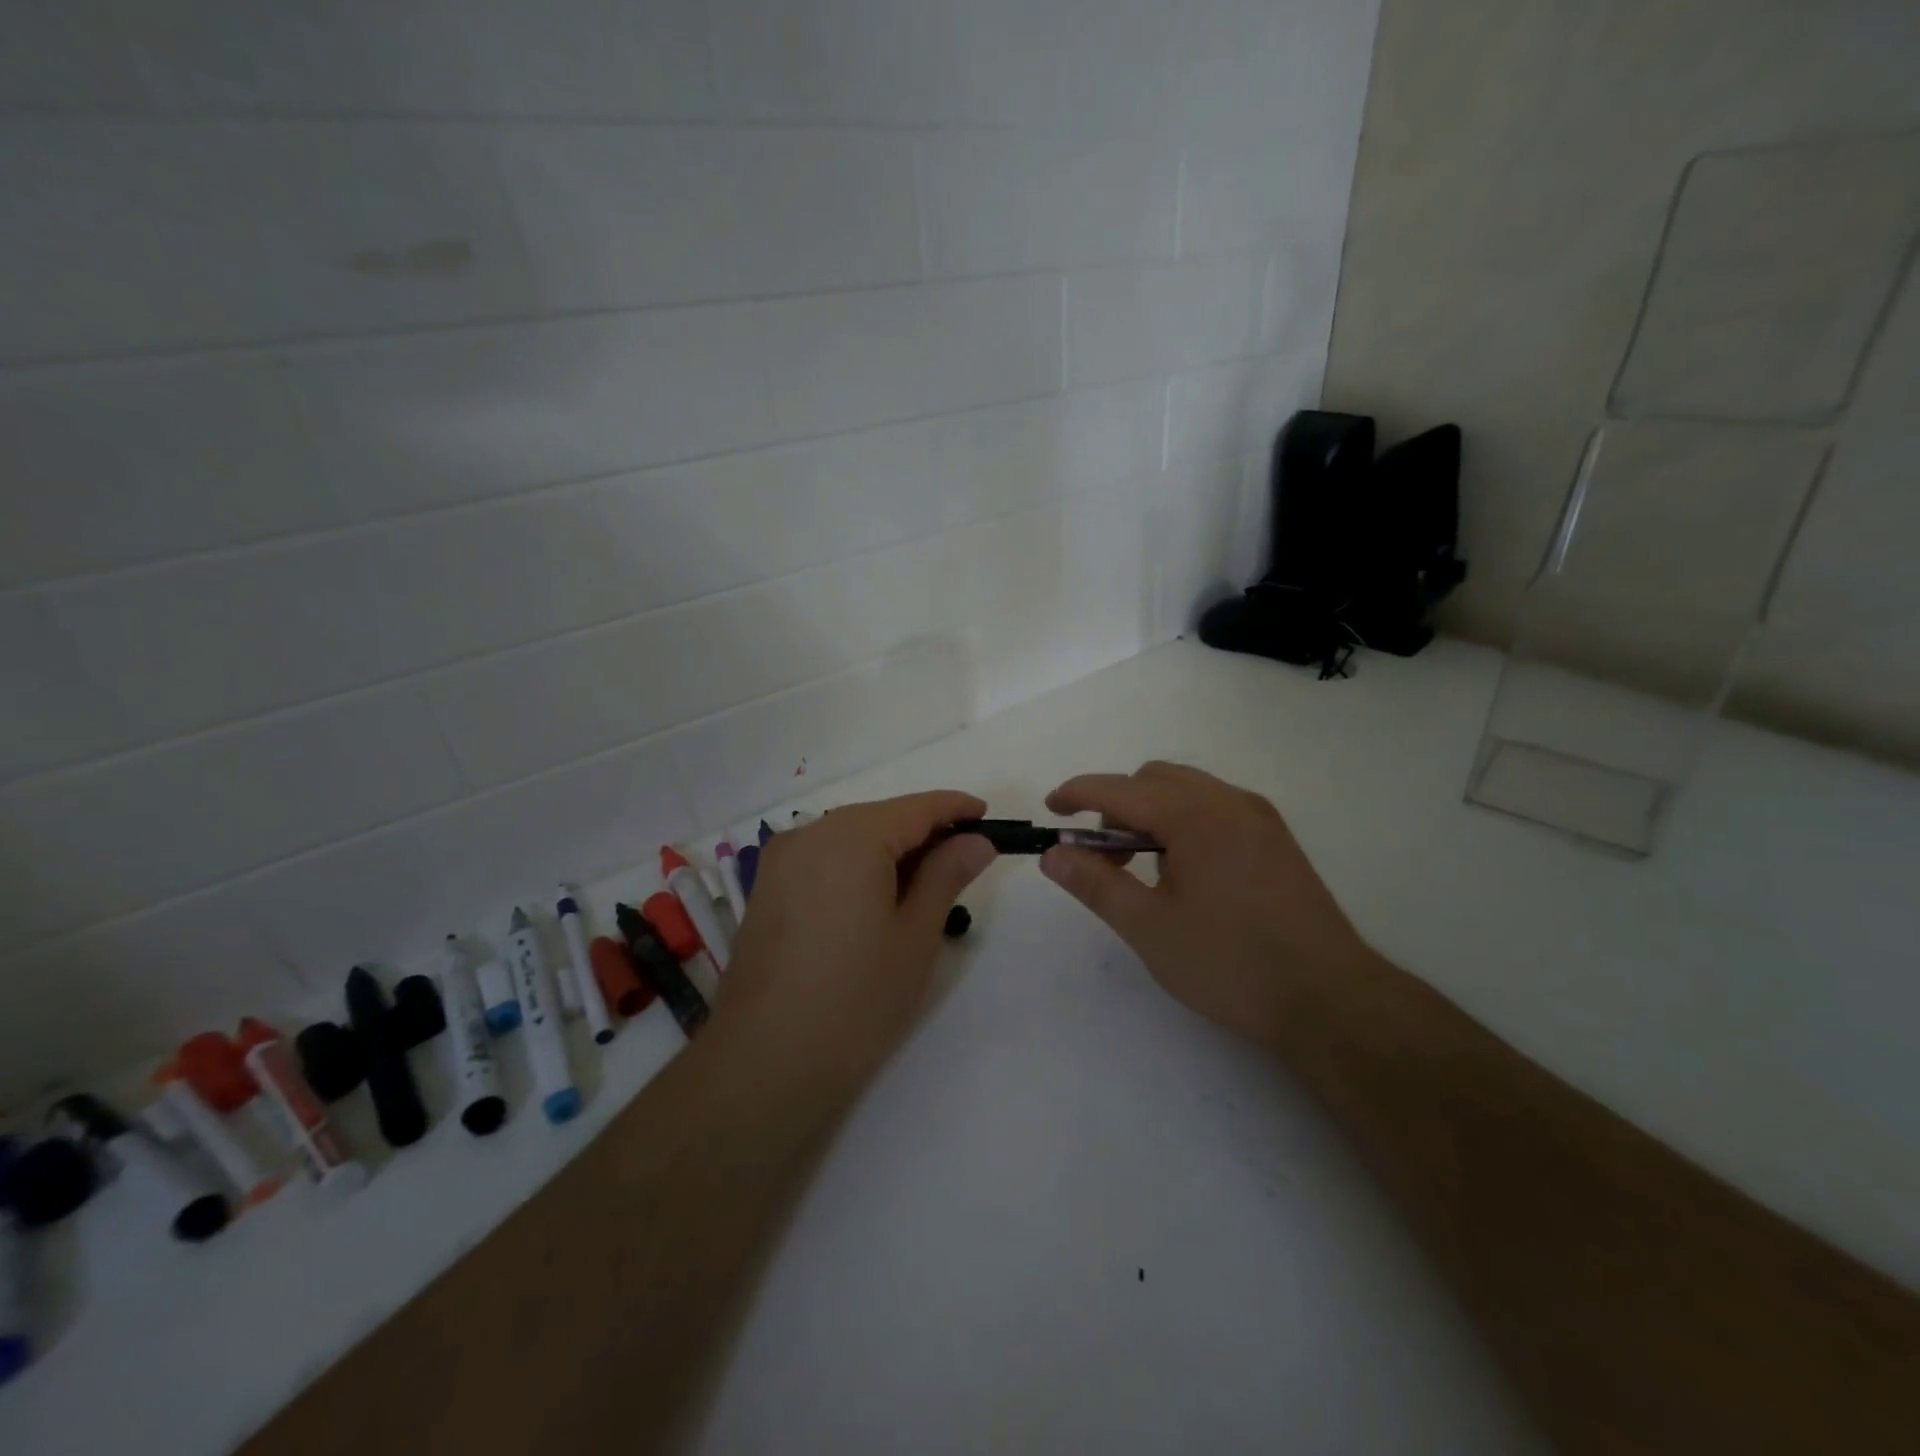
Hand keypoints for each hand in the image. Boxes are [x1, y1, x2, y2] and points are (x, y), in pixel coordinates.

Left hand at [715, 791, 996, 1094]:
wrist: (764, 1064)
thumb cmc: (856, 1001)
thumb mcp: (915, 936)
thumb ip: (947, 875)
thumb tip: (976, 840)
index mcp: (851, 838)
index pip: (915, 808)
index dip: (955, 808)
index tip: (987, 817)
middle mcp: (810, 834)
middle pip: (879, 818)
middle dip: (923, 832)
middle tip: (964, 860)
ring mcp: (780, 861)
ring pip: (849, 836)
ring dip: (889, 850)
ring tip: (925, 884)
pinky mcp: (766, 888)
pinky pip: (823, 858)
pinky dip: (856, 865)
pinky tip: (875, 898)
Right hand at [1040, 762, 1371, 1045]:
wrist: (1330, 999)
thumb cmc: (1230, 963)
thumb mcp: (1149, 928)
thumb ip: (1095, 883)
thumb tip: (1053, 854)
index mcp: (1195, 815)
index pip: (1120, 789)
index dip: (1077, 794)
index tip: (1050, 810)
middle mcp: (1229, 801)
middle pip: (1153, 779)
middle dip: (1115, 806)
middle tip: (1101, 858)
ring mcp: (1258, 817)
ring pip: (1186, 790)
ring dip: (1150, 813)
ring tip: (1141, 868)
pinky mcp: (1275, 838)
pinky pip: (1214, 807)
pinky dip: (1182, 821)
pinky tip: (1184, 872)